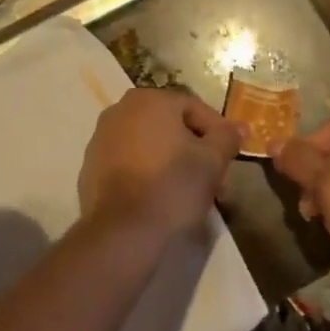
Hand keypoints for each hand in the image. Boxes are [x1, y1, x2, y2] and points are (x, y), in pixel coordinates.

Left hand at [78, 89, 243, 243]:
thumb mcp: (212, 161)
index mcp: (149, 100)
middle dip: (196, 151)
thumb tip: (238, 127)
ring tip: (193, 192)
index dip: (219, 132)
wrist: (122, 230)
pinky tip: (163, 198)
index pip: (195, 109)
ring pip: (150, 145)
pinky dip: (148, 173)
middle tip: (217, 180)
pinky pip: (130, 163)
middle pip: (171, 127)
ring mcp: (101, 138)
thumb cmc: (172, 186)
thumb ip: (226, 137)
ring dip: (174, 163)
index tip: (232, 156)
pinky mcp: (91, 167)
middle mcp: (120, 110)